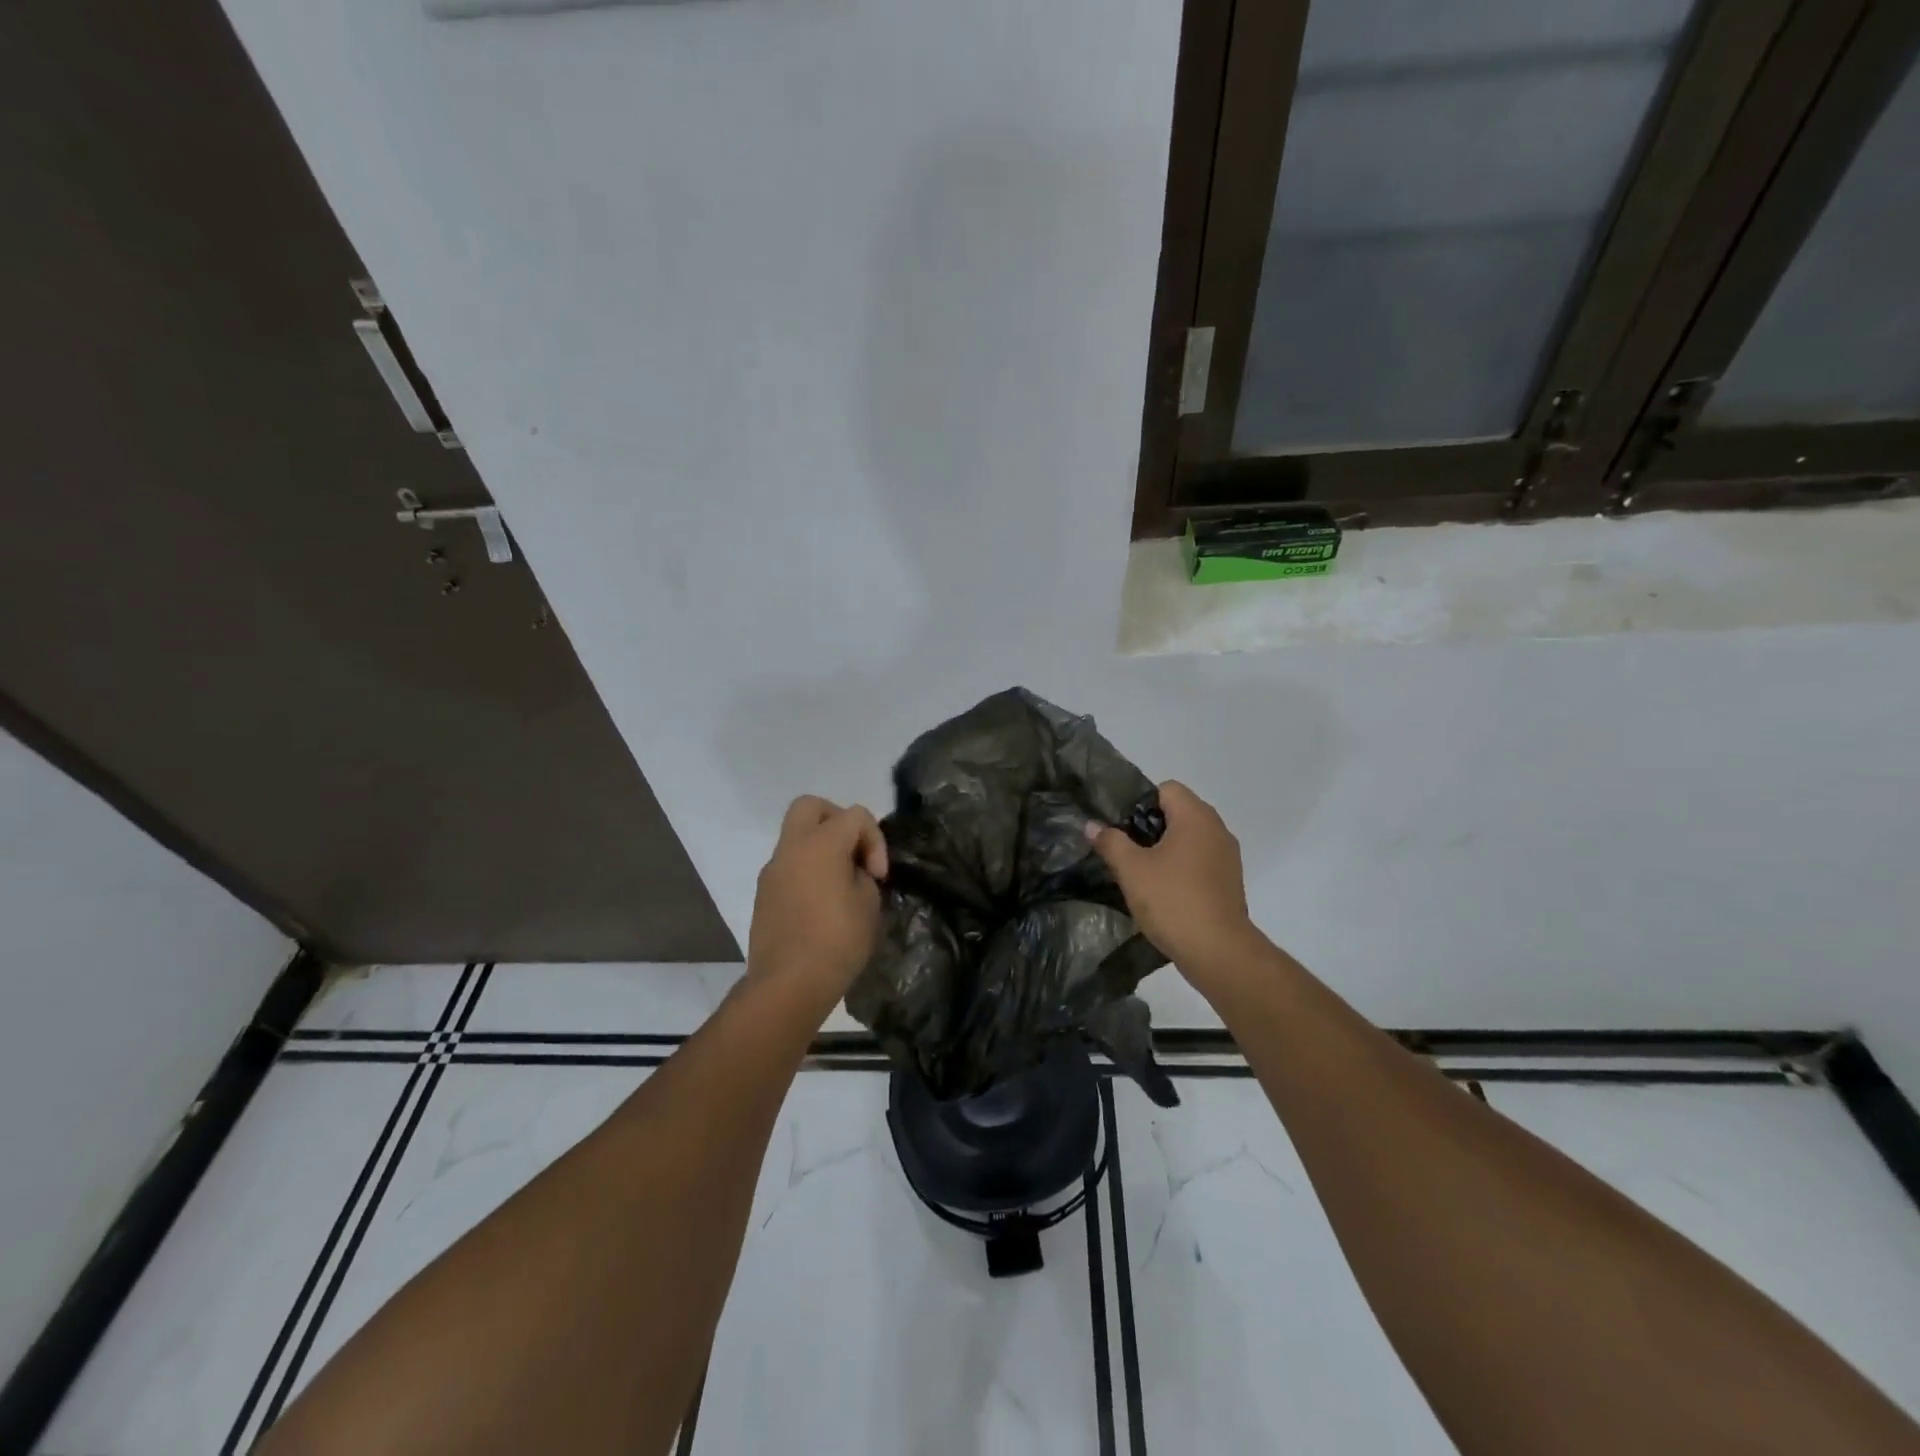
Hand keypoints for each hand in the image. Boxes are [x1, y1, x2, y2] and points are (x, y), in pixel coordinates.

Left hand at [747, 796, 889, 1012]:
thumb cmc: (836, 941)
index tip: (878, 876)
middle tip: (853, 852)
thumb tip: (851, 871)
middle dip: (837, 821)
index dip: (875, 840)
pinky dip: (807, 869)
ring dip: (821, 847)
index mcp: (820, 843)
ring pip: (797, 836)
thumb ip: (863, 874)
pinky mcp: (763, 893)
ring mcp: (772, 870)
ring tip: (841, 882)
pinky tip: (821, 903)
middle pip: (811, 807)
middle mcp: (791, 848)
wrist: (787, 985)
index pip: (855, 815)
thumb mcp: (869, 904)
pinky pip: (789, 865)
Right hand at [1087, 781, 1260, 983]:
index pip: (1166, 789)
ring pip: (1189, 839)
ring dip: (1166, 850)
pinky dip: (1182, 868)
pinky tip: (1163, 892)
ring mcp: (1227, 857)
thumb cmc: (1172, 900)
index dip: (1139, 802)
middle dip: (1149, 827)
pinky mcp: (1230, 882)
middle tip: (1125, 850)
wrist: (1218, 951)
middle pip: (1178, 813)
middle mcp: (1217, 829)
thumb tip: (1091, 824)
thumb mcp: (1131, 869)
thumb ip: (1110, 841)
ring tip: (1141, 873)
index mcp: (1196, 817)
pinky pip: (1200, 861)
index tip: (1121, 827)